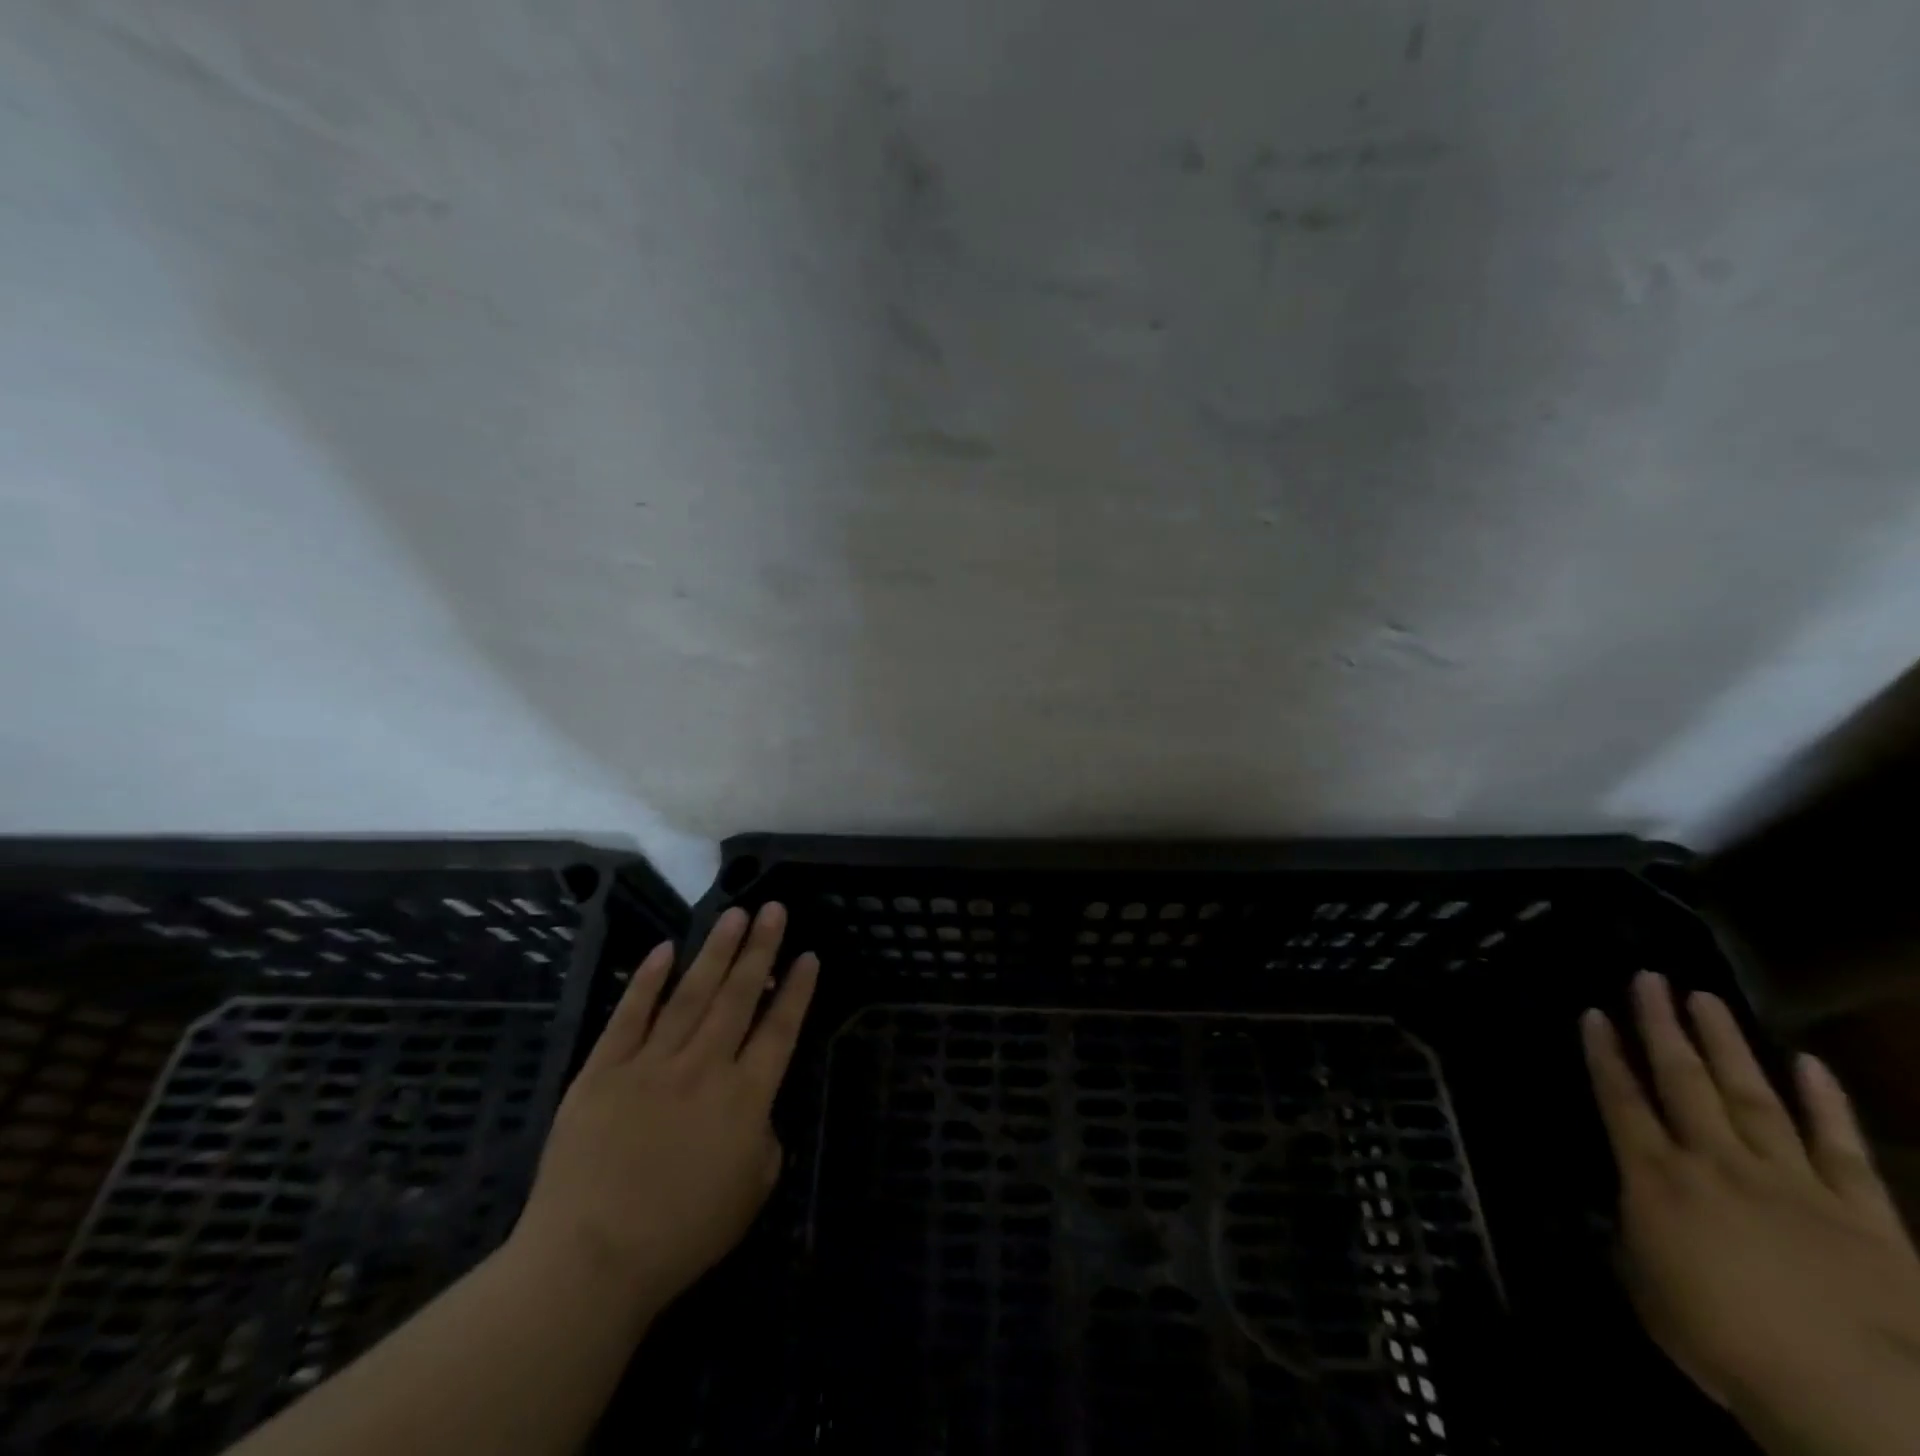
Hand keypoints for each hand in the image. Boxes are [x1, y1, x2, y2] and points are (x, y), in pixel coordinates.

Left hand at [511, 903, 819, 1320]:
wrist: (589, 1262)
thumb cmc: (681, 1236)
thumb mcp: (751, 1194)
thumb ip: (765, 1140)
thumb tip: (758, 1109)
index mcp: (746, 1098)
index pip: (780, 1030)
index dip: (797, 991)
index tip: (808, 955)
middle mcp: (705, 1067)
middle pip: (739, 996)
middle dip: (760, 949)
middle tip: (773, 909)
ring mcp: (651, 1063)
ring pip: (691, 994)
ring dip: (716, 951)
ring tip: (735, 915)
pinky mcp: (603, 1070)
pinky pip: (630, 1015)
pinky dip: (647, 981)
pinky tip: (665, 950)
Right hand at [1584, 972, 1919, 1455]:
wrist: (1857, 1400)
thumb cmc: (1726, 1344)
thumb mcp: (1649, 1291)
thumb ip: (1636, 1238)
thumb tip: (1633, 1213)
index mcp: (1657, 1178)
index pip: (1619, 1099)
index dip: (1603, 1054)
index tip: (1593, 1014)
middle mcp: (1716, 1162)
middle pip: (1682, 1080)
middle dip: (1661, 1026)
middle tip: (1650, 978)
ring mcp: (1793, 1182)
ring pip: (1752, 1095)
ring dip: (1726, 1044)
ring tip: (1706, 998)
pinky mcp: (1863, 1213)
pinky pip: (1840, 1146)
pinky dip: (1825, 1102)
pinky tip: (1809, 1062)